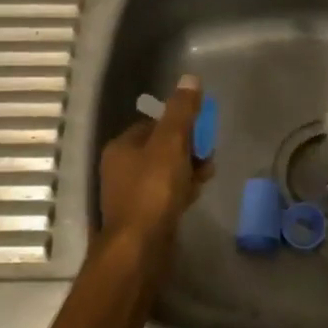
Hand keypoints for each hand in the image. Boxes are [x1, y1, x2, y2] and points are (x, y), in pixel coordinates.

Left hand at [96, 76, 210, 271]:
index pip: (154, 123)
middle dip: (188, 148)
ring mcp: (130, 194)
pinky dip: (181, 190)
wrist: (140, 249)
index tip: (202, 132)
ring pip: (165, 171)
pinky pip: (165, 194)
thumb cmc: (153, 190)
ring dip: (188, 170)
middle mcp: (120, 168)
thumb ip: (182, 111)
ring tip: (206, 176)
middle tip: (208, 157)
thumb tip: (190, 78)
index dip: (180, 124)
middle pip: (161, 147)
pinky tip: (195, 196)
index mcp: (121, 146)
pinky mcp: (142, 216)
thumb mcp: (171, 143)